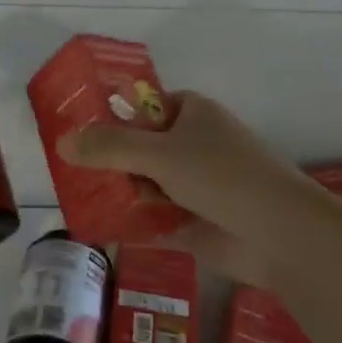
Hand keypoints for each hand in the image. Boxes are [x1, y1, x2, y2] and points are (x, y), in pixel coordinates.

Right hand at [58, 91, 324, 284]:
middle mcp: (192, 145)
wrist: (280, 234)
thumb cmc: (222, 175)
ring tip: (76, 201)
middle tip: (69, 172)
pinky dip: (131, 222)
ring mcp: (194, 185)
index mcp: (191, 113)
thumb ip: (109, 147)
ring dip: (118, 193)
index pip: (142, 108)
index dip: (110, 118)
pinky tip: (97, 228)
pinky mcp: (193, 221)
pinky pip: (152, 217)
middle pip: (138, 148)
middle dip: (108, 162)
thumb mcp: (159, 153)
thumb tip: (61, 142)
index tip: (75, 133)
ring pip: (144, 184)